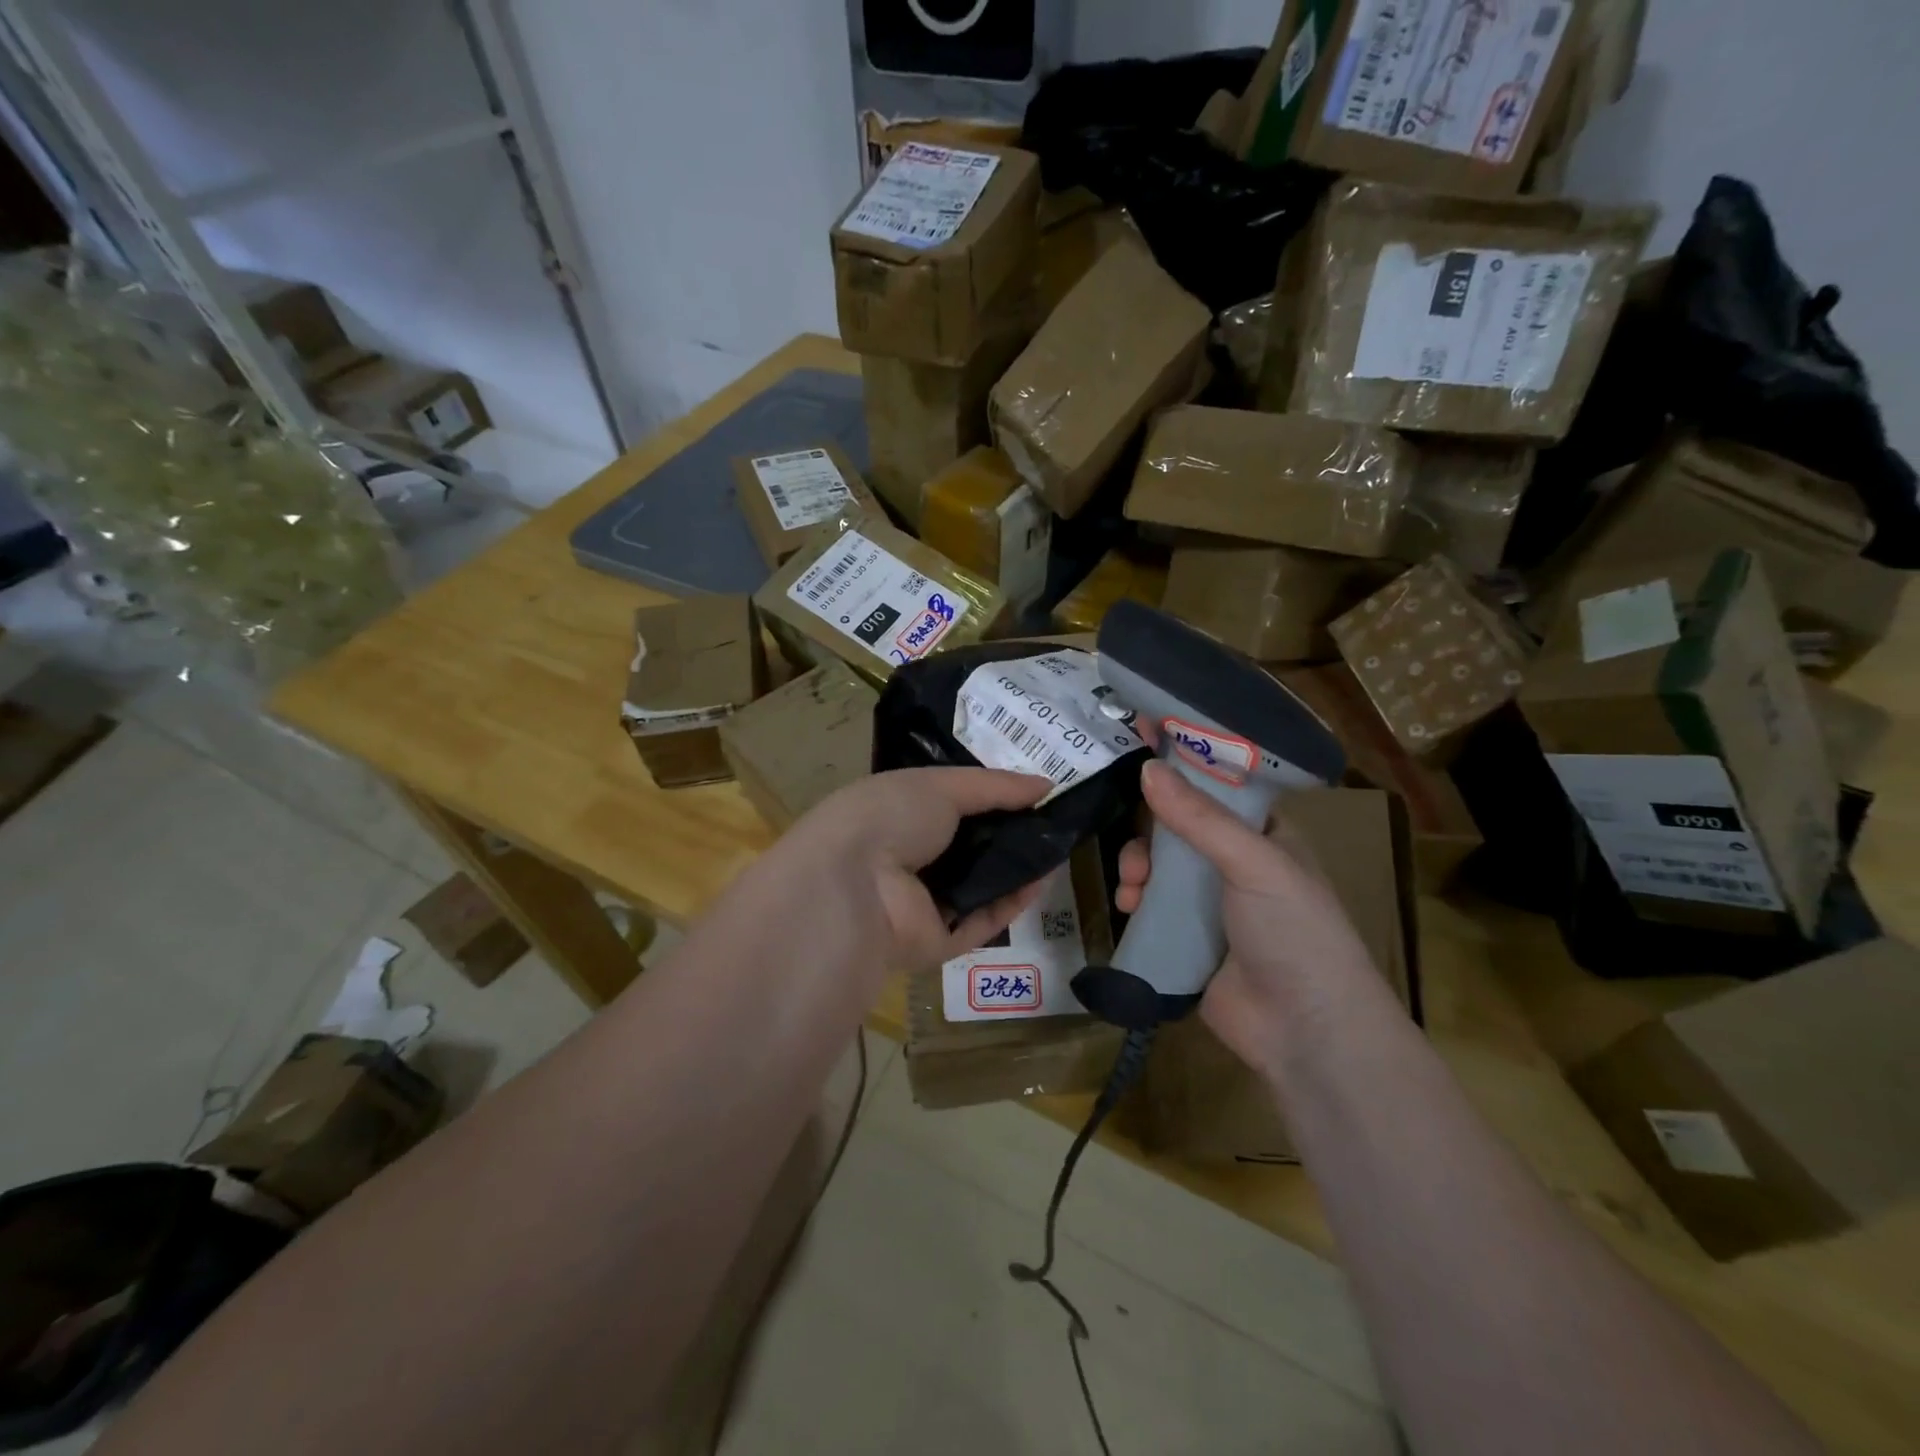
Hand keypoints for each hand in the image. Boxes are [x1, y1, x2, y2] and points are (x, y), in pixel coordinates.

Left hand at [775, 767, 1052, 978]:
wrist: (853, 886)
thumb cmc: (888, 818)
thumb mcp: (941, 785)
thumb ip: (995, 786)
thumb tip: (1046, 784)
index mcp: (896, 815)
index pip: (947, 805)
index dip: (989, 797)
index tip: (1031, 790)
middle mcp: (907, 859)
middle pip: (967, 847)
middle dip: (1008, 833)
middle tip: (1053, 820)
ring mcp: (921, 904)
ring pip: (979, 886)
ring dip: (1016, 868)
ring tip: (1058, 845)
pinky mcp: (938, 942)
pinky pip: (982, 921)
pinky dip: (1012, 902)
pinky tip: (1043, 878)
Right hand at [1116, 760, 1379, 1076]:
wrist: (1305, 1031)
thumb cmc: (1295, 932)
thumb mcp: (1254, 864)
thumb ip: (1199, 819)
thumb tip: (1147, 768)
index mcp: (1263, 835)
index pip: (1218, 784)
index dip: (1182, 762)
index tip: (1139, 738)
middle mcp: (1236, 863)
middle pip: (1178, 826)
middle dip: (1149, 831)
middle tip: (1135, 848)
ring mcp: (1211, 903)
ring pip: (1159, 866)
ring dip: (1138, 868)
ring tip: (1132, 888)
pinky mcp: (1188, 938)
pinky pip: (1152, 906)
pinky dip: (1136, 901)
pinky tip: (1129, 909)